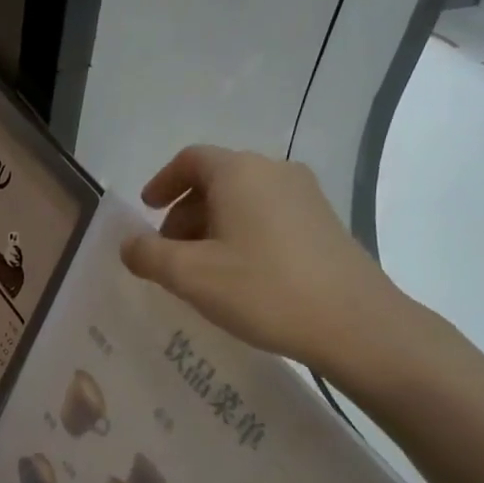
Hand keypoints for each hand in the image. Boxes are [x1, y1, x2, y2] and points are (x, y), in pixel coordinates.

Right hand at [119, 146, 424, 386]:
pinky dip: (241, 236)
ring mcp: (305, 196)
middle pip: (216, 180)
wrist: (354, 322)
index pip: (190, 159)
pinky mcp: (323, 224)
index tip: (146, 211)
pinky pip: (267, 218)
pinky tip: (238, 278)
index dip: (162, 182)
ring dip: (212, 228)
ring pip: (243, 201)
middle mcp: (274, 172)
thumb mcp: (190, 276)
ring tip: (200, 272)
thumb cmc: (263, 289)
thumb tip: (130, 244)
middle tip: (167, 255)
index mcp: (239, 173)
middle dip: (184, 213)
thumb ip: (148, 255)